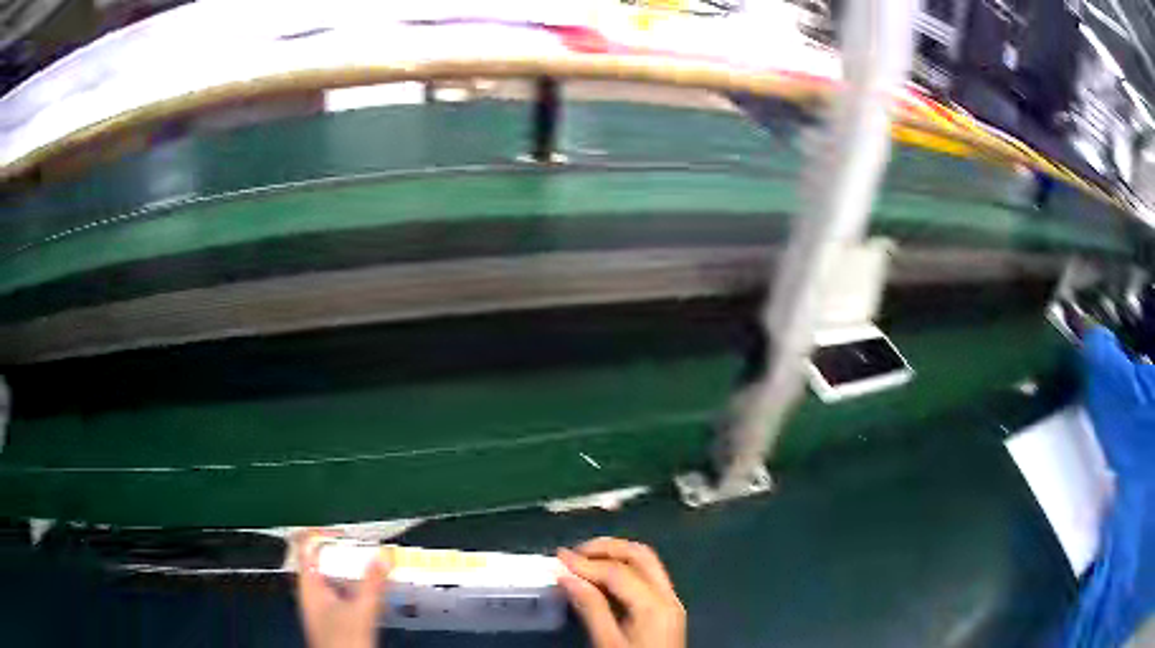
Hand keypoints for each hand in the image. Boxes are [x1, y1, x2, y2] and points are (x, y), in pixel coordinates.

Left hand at [295, 531, 390, 647]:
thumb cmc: (343, 641)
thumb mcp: (361, 611)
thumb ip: (372, 583)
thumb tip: (382, 557)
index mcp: (308, 584)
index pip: (305, 545)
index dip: (322, 534)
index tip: (346, 534)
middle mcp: (310, 591)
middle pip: (319, 560)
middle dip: (341, 552)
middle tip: (364, 549)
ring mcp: (320, 605)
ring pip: (330, 576)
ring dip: (349, 569)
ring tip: (371, 566)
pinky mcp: (332, 617)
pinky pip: (340, 591)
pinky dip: (353, 585)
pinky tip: (370, 590)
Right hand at [557, 537, 685, 647]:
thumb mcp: (607, 643)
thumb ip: (591, 608)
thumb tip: (567, 576)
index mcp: (655, 605)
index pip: (618, 571)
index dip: (586, 563)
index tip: (558, 558)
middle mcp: (669, 596)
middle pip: (641, 555)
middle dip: (606, 547)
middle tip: (574, 552)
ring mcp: (671, 602)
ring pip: (647, 562)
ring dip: (616, 555)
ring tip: (583, 560)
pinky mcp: (667, 609)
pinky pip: (648, 577)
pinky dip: (624, 569)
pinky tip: (602, 577)